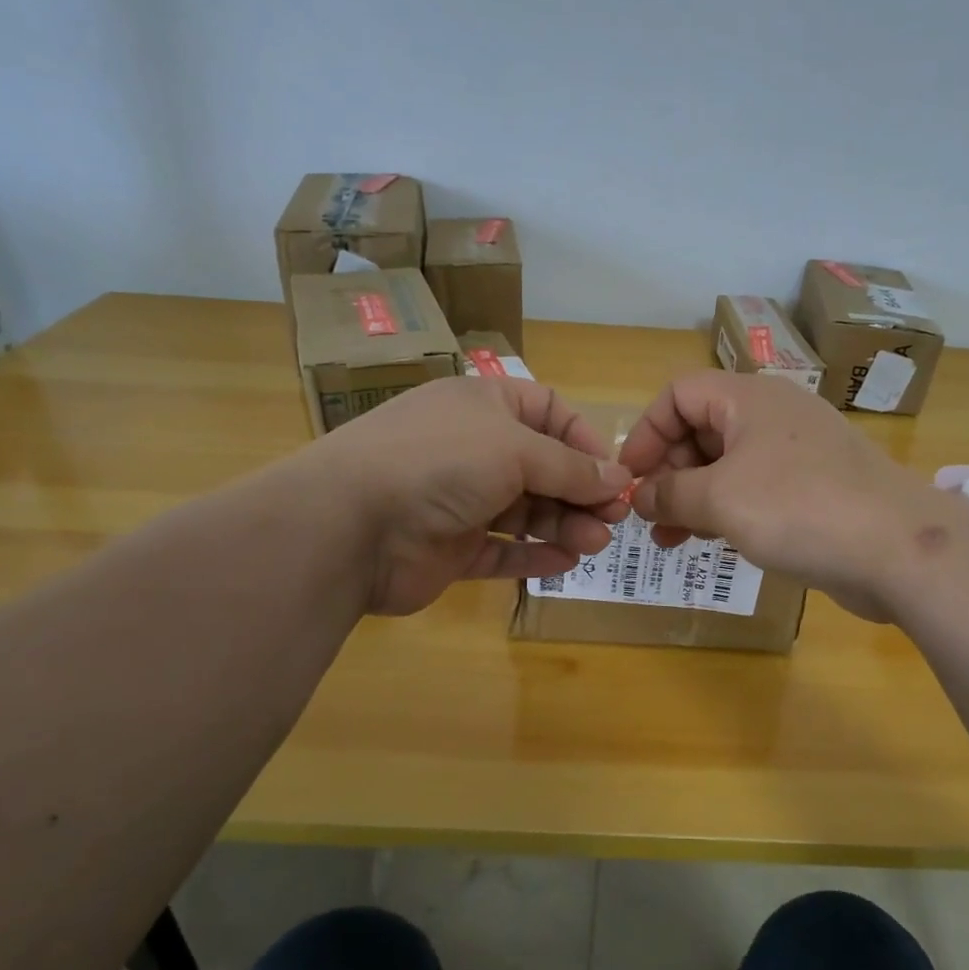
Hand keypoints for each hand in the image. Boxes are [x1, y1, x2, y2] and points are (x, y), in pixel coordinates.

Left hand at [316, 377, 631, 615]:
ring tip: (594, 544)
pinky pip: (501, 549)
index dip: (584, 440)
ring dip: (564, 525)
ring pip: (526, 510)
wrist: (348, 524)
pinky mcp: (451, 547)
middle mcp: (473, 448)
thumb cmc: (440, 463)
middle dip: (580, 492)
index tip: (612, 473)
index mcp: (483, 405)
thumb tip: (620, 480)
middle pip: (543, 466)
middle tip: (613, 520)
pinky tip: (564, 563)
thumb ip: (572, 468)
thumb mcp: (516, 450)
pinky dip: (533, 555)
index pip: (548, 411)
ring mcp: (460, 499)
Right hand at [618, 371, 962, 621]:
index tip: (631, 480)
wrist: (899, 548)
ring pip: (727, 463)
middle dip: (668, 471)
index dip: (647, 433)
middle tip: (650, 518)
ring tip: (669, 540)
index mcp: (749, 398)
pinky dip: (727, 509)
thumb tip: (640, 497)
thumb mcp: (720, 499)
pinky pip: (755, 489)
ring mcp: (796, 452)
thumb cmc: (799, 508)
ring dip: (692, 496)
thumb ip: (670, 494)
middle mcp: (772, 415)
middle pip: (701, 428)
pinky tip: (712, 541)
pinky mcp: (814, 488)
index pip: (679, 394)